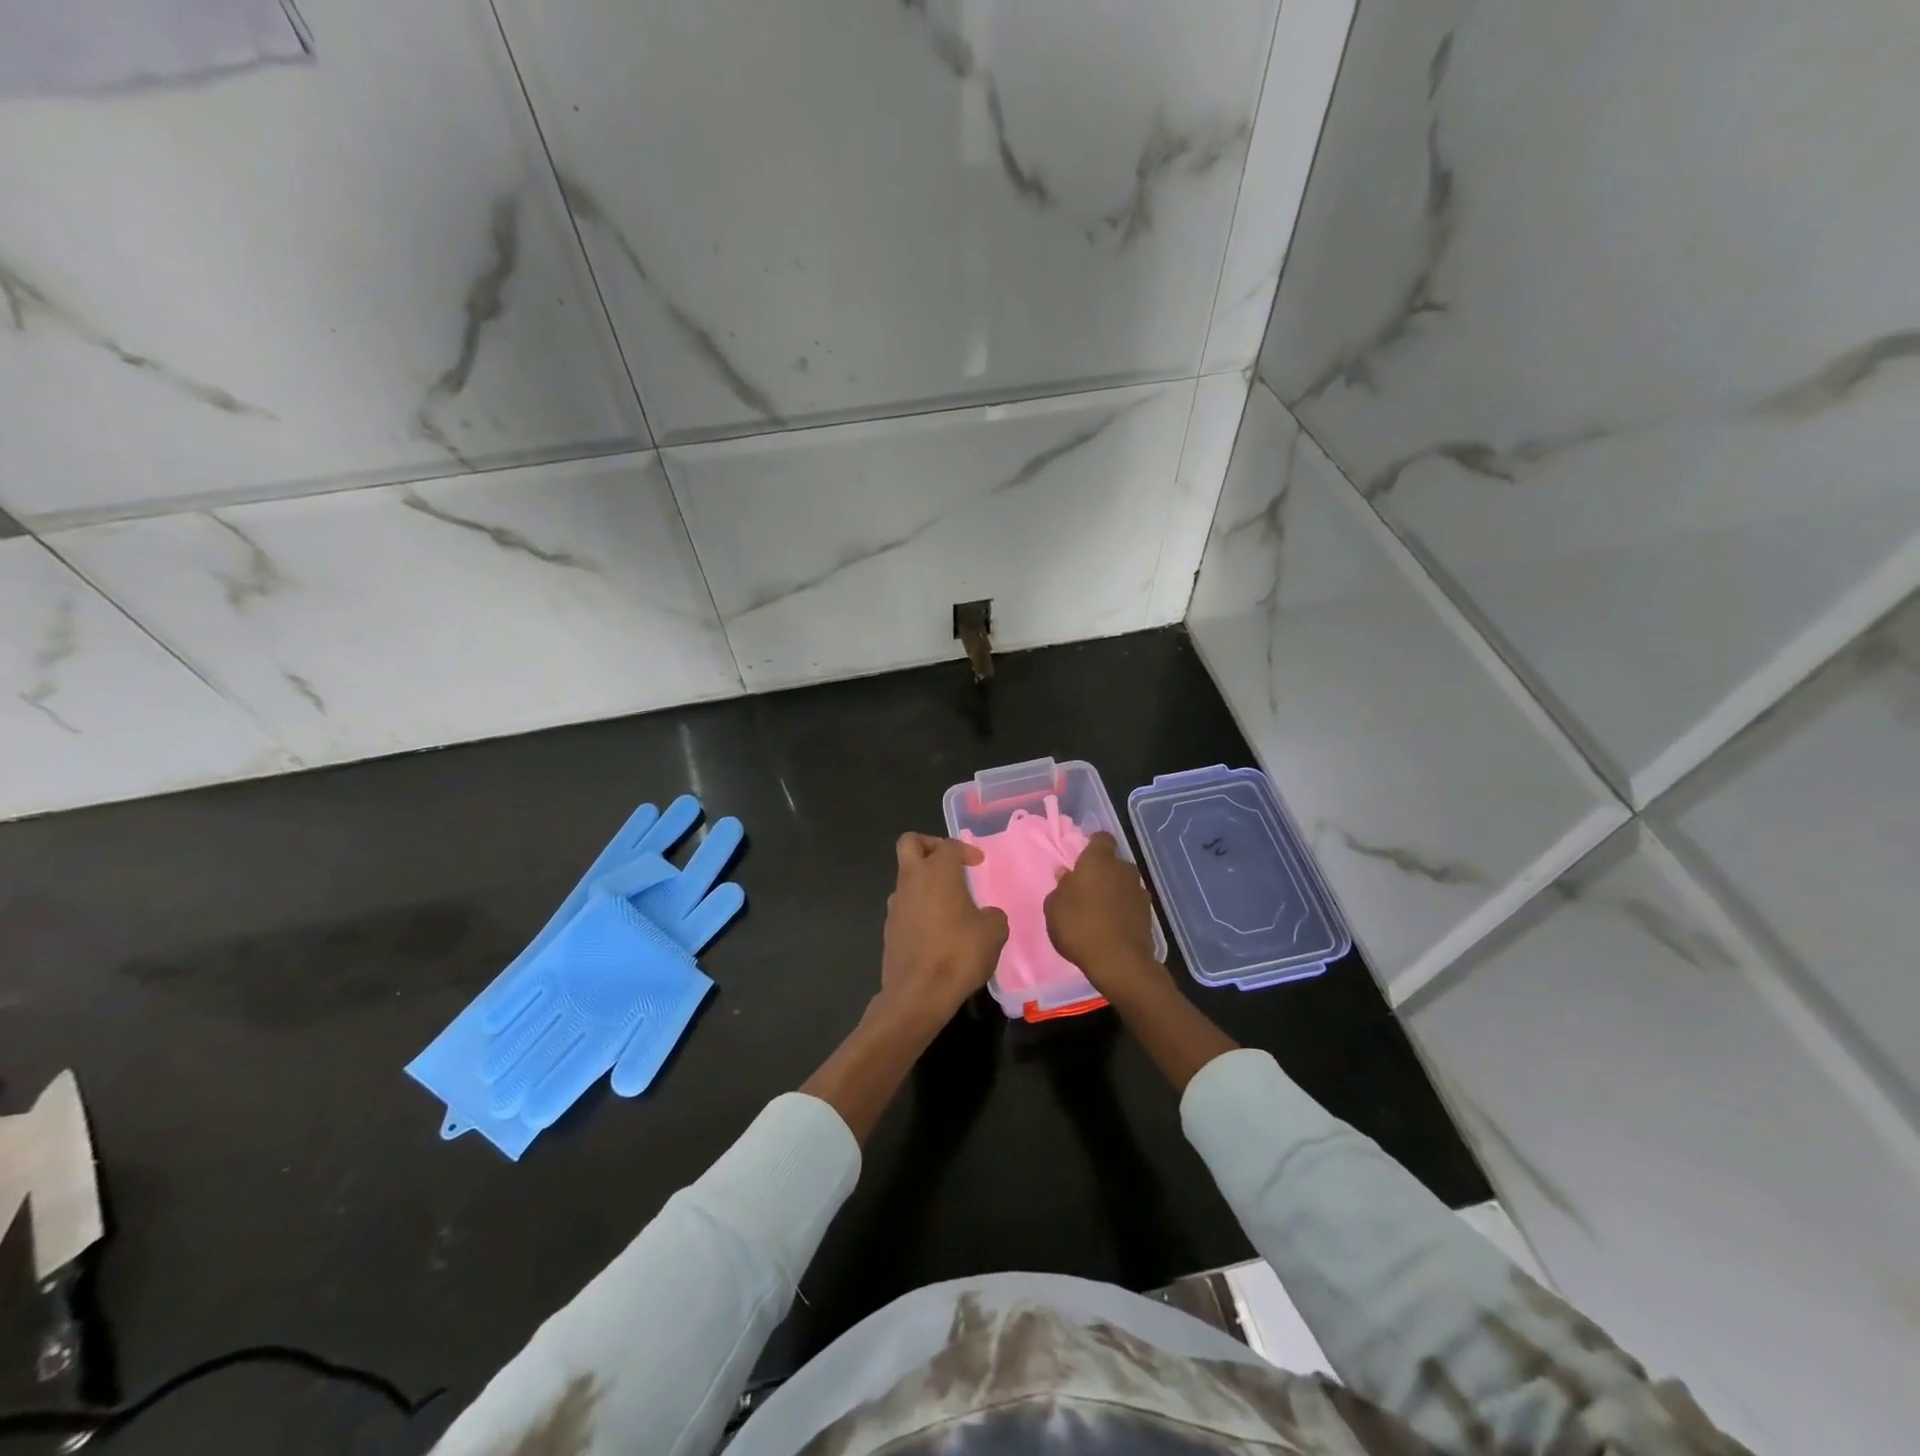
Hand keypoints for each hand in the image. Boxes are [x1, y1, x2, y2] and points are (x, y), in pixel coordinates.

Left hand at [877, 833, 1008, 1027]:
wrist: (918, 994)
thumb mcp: (994, 932)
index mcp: (937, 872)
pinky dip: (919, 907)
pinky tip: (937, 930)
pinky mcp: (889, 928)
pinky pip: (904, 906)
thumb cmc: (959, 954)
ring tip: (948, 904)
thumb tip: (985, 915)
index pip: (948, 845)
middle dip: (929, 846)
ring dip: (924, 881)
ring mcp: (895, 905)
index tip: (978, 864)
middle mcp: (911, 880)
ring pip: (905, 877)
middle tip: (949, 864)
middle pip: (910, 843)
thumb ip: (992, 915)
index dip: (965, 850)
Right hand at [1044, 832, 1166, 996]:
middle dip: (1103, 872)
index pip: (1101, 839)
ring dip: (1114, 891)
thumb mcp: (1054, 908)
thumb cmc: (1079, 927)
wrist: (1119, 962)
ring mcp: (1140, 891)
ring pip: (1124, 884)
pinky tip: (1112, 926)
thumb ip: (1060, 887)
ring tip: (1099, 911)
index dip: (1093, 846)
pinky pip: (1131, 904)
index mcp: (1099, 860)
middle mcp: (1123, 869)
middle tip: (1086, 889)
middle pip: (1113, 863)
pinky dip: (1123, 910)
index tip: (1082, 859)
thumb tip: (1066, 875)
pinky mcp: (1149, 914)